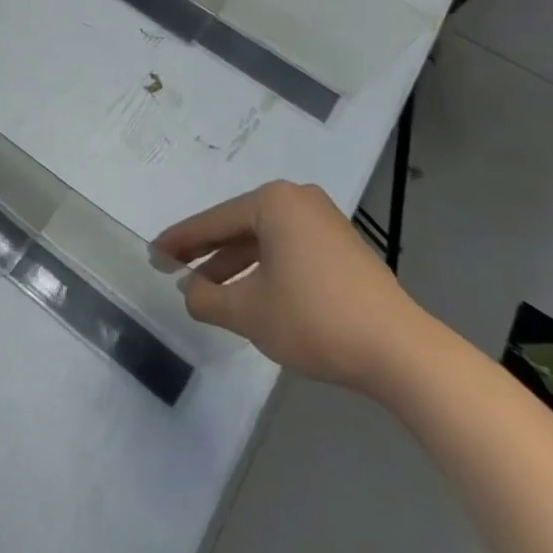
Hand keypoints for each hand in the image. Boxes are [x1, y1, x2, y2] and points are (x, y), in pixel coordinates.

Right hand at [152, 180, 427, 392]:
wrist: (401, 352)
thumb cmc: (314, 319)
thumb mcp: (247, 311)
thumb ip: (206, 298)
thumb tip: (189, 290)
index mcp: (273, 202)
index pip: (212, 221)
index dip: (179, 242)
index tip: (152, 254)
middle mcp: (299, 201)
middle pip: (237, 226)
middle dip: (205, 252)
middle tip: (172, 269)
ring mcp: (324, 222)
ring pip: (262, 240)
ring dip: (233, 264)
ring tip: (205, 289)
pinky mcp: (341, 247)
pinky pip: (286, 249)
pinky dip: (262, 268)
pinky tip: (248, 292)